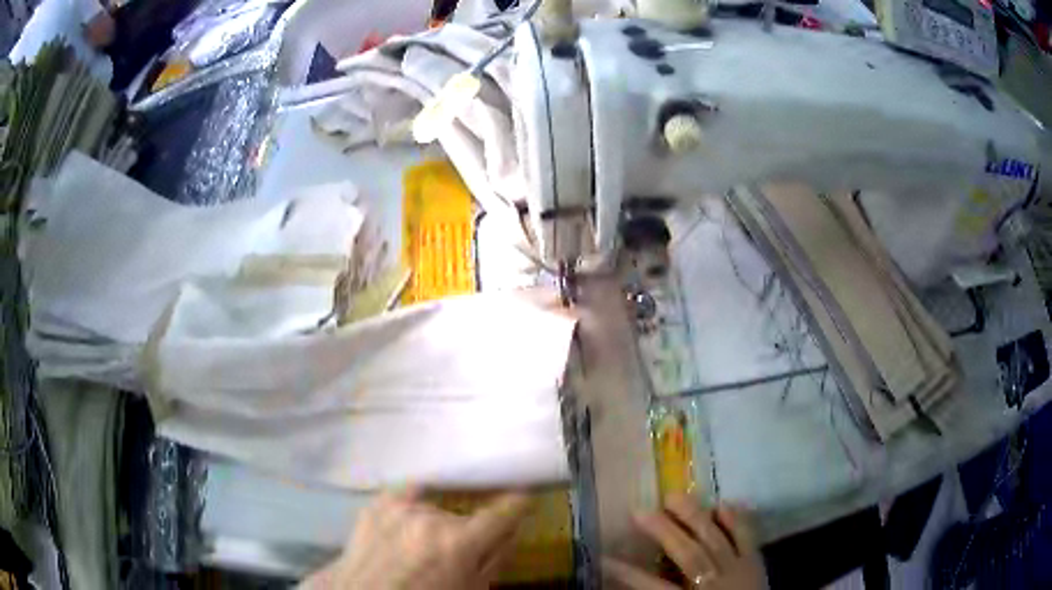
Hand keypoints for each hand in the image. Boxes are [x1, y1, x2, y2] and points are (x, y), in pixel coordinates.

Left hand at [301, 488, 531, 589]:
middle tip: (455, 553)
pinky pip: (407, 492)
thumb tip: (512, 532)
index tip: (525, 494)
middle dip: (466, 532)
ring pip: (435, 507)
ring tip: (420, 546)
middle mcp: (431, 516)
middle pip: (464, 516)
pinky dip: (415, 501)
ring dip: (436, 523)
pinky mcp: (377, 503)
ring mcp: (400, 507)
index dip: (519, 502)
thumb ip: (495, 560)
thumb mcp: (470, 589)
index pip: (504, 512)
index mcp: (459, 542)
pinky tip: (413, 515)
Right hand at [604, 494, 766, 589]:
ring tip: (675, 496)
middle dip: (664, 533)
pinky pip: (747, 537)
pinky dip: (736, 519)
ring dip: (695, 517)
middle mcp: (716, 582)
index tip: (605, 557)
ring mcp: (739, 569)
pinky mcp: (756, 562)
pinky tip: (723, 503)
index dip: (630, 574)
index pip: (656, 589)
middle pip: (689, 554)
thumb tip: (627, 586)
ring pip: (716, 539)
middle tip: (640, 510)